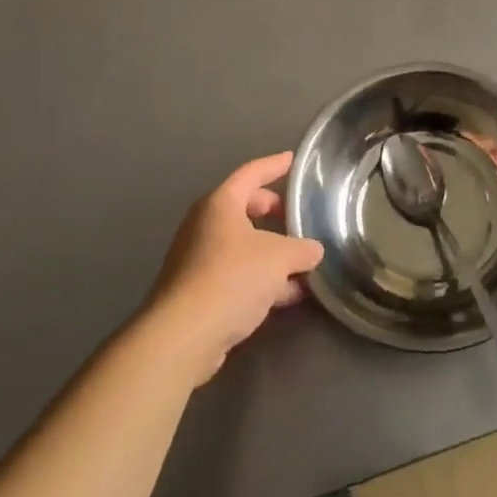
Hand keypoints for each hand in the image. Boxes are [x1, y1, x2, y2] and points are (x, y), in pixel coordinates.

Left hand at [149, 152, 324, 385]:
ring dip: (272, 253)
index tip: (292, 159)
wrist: (182, 337)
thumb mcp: (279, 258)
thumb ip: (302, 249)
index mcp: (221, 204)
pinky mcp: (197, 292)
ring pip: (243, 246)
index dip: (274, 165)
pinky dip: (261, 278)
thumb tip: (314, 250)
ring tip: (303, 264)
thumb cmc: (231, 278)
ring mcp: (198, 260)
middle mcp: (205, 226)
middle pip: (245, 209)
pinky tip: (288, 295)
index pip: (251, 173)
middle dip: (274, 213)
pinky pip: (236, 274)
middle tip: (297, 219)